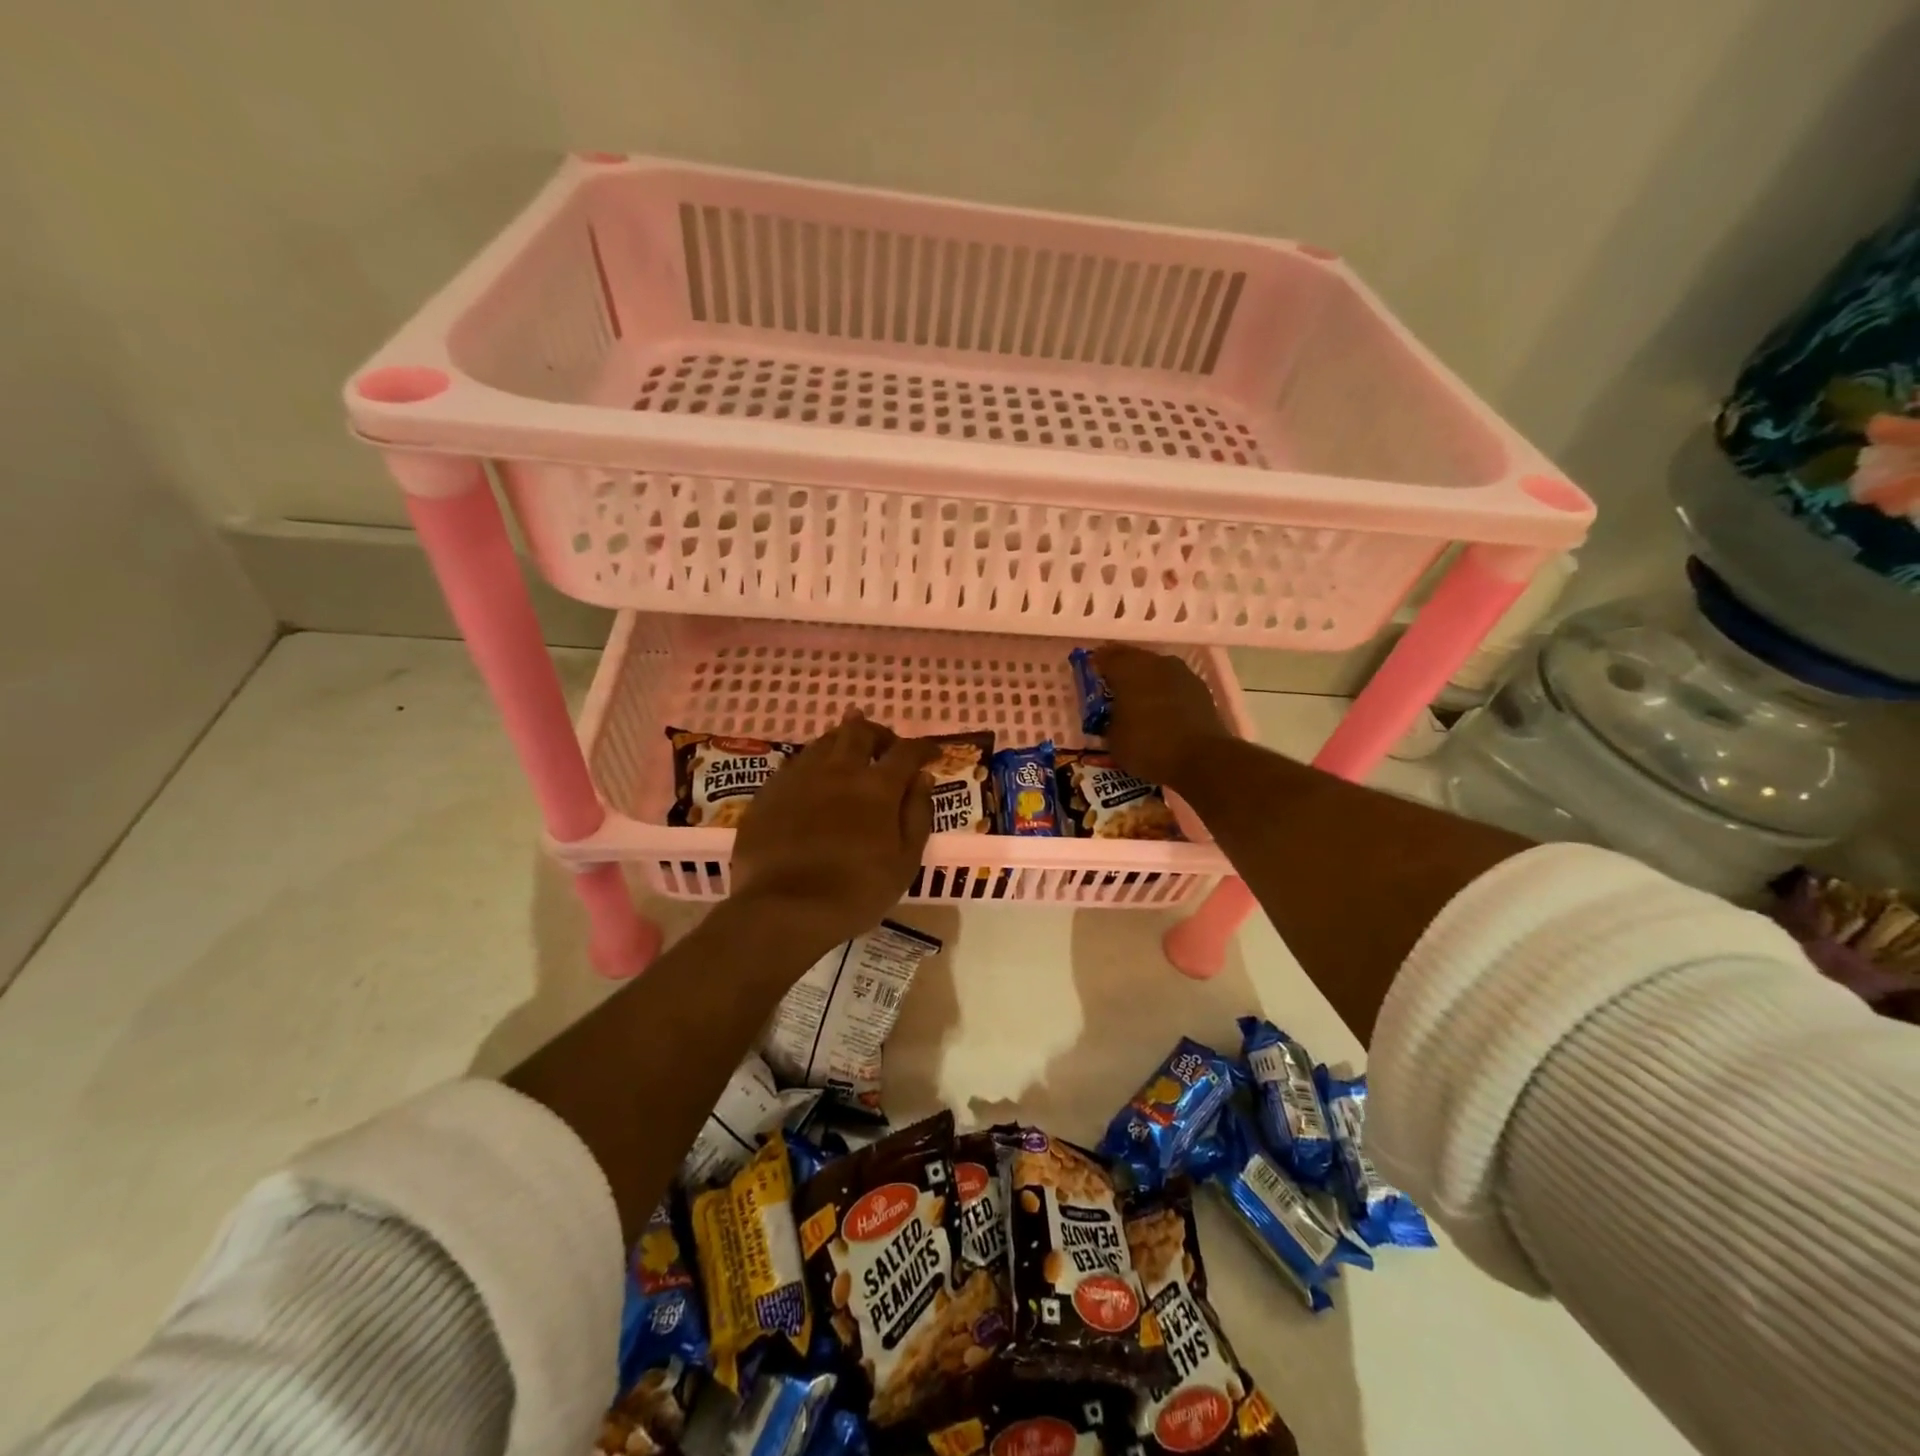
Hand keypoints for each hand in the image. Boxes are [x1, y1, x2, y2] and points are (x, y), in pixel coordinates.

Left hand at [727, 709, 937, 961]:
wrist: (784, 909)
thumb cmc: (856, 892)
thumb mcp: (905, 862)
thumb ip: (917, 815)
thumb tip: (922, 778)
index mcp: (877, 787)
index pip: (906, 751)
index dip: (923, 748)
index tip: (932, 753)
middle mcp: (838, 770)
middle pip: (860, 731)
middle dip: (878, 733)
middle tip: (886, 747)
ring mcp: (799, 777)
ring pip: (824, 742)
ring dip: (843, 743)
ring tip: (849, 758)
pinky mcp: (769, 792)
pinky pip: (795, 765)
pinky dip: (813, 766)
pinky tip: (813, 784)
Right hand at [1092, 644, 1232, 789]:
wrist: (1202, 759)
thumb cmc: (1148, 746)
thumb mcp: (1113, 738)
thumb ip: (1108, 719)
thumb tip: (1112, 715)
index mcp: (1127, 668)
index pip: (1104, 657)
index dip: (1095, 666)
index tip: (1089, 679)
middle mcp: (1155, 662)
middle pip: (1131, 659)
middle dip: (1120, 672)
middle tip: (1111, 690)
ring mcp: (1181, 673)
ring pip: (1155, 670)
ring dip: (1144, 681)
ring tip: (1137, 701)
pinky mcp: (1200, 688)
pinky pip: (1173, 684)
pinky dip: (1164, 693)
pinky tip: (1160, 710)